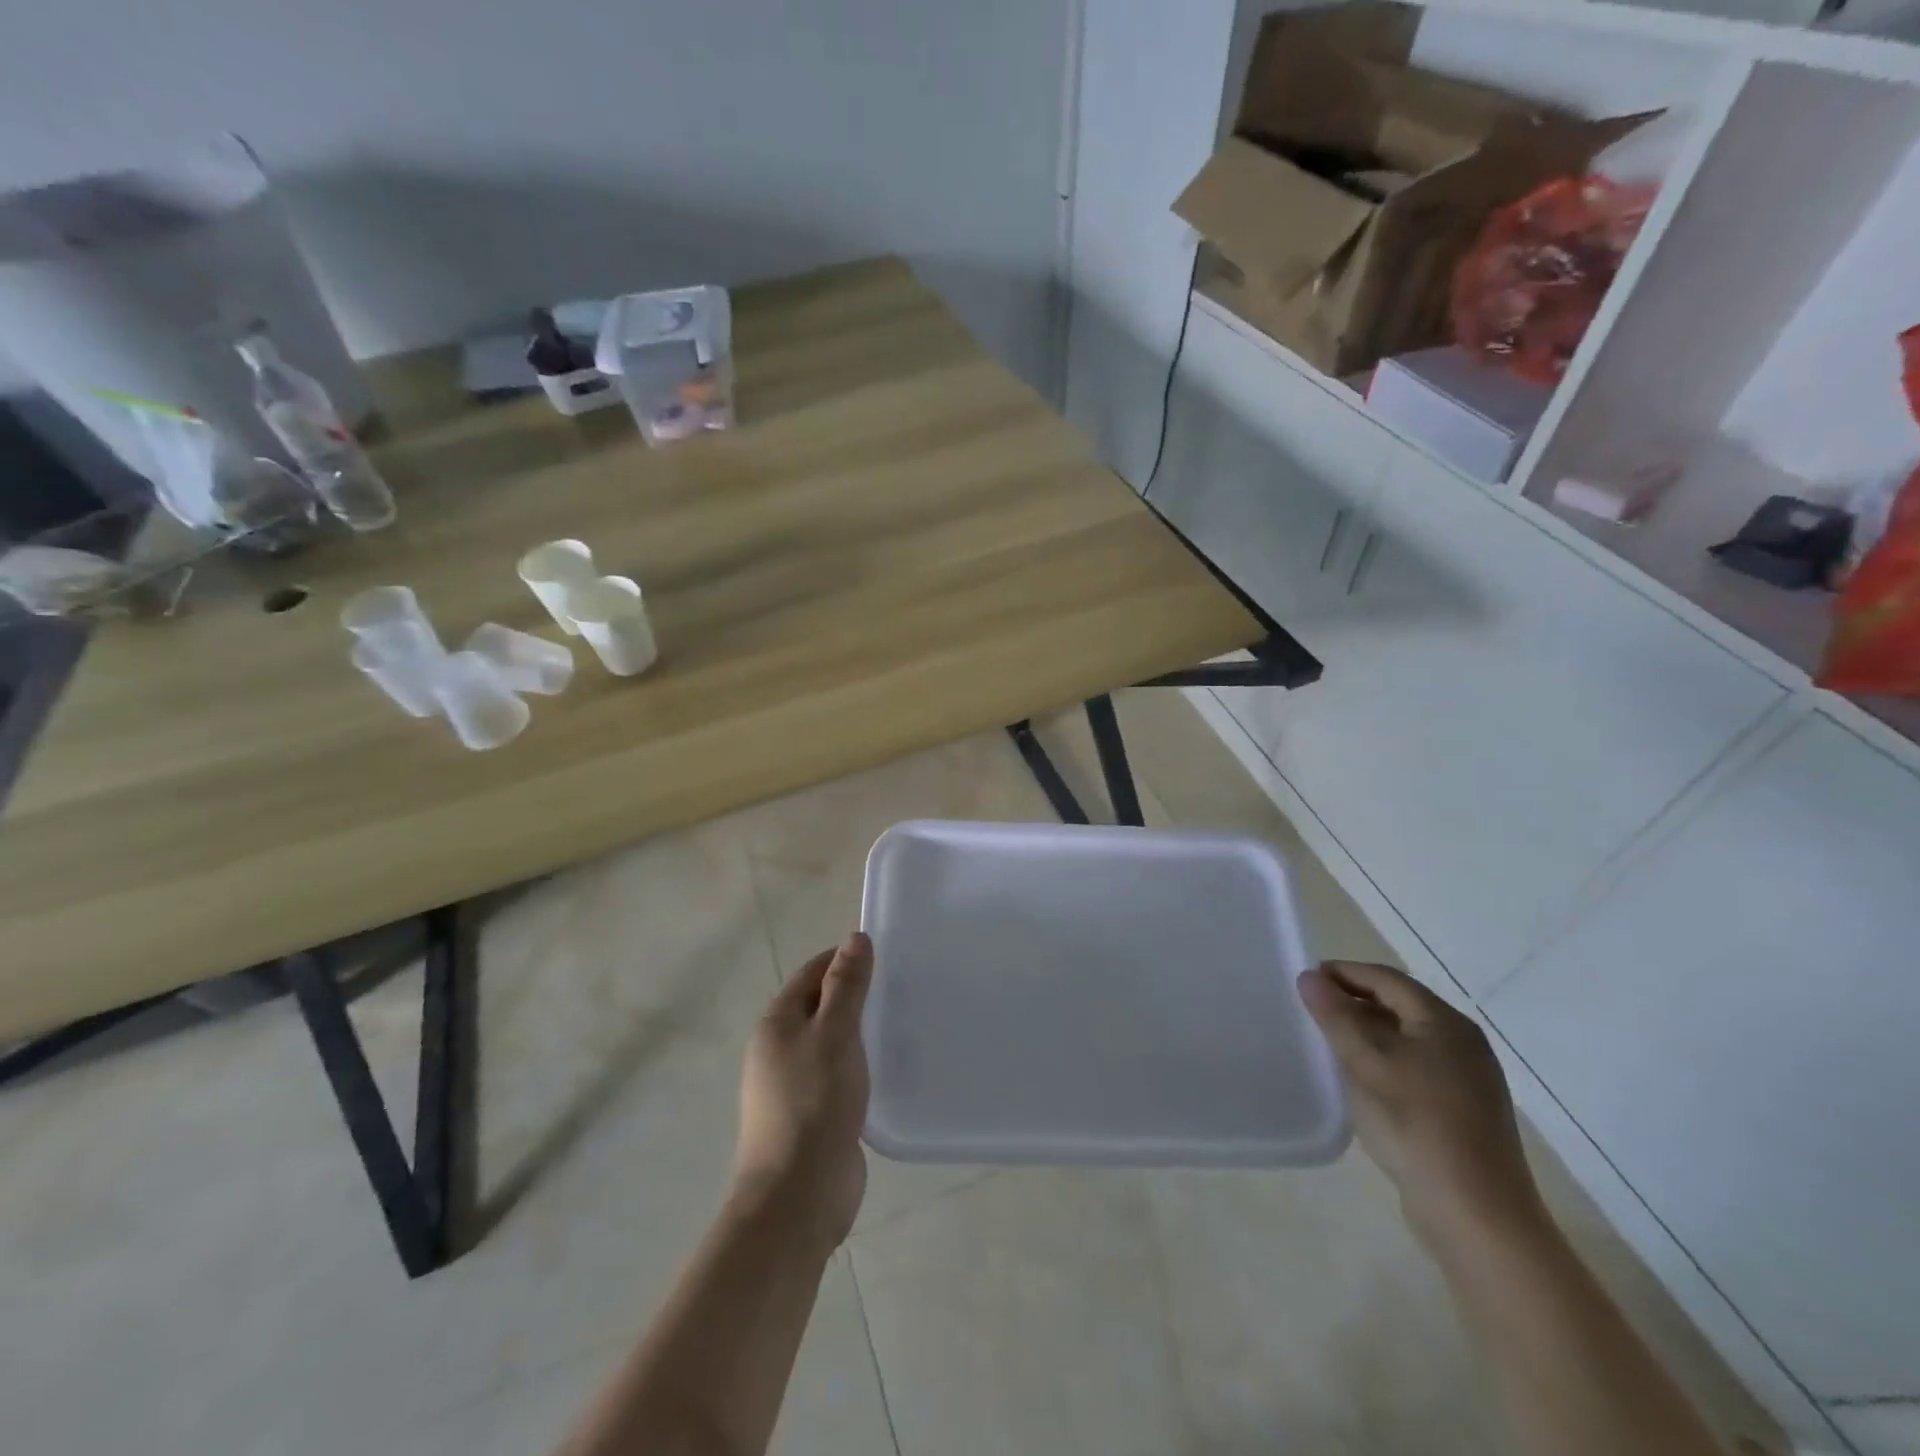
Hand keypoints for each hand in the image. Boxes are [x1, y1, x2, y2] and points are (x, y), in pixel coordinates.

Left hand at [733, 933, 874, 1251]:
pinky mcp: (813, 1115)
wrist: (797, 1196)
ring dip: (859, 1032)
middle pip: (819, 1006)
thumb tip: (855, 938)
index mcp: (776, 1024)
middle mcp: (779, 1050)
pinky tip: (887, 1068)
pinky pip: (838, 1075)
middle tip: (900, 987)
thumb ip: (846, 986)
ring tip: (901, 1023)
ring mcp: (794, 1085)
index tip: (883, 954)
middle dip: (855, 994)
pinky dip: (860, 1064)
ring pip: (831, 1043)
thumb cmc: (813, 1103)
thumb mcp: (834, 1034)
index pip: (811, 973)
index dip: (842, 958)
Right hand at [1300, 961, 1543, 1255]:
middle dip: (1354, 1001)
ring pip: (1407, 1038)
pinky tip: (1360, 1079)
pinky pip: (1415, 1066)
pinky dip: (1383, 1060)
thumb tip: (1310, 977)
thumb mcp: (1366, 1064)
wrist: (1477, 1215)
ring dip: (1367, 1031)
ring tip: (1328, 1041)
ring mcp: (1468, 1079)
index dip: (1344, 972)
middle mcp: (1463, 1043)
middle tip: (1312, 1008)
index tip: (1306, 979)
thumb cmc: (1416, 1125)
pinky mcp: (1464, 1111)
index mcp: (1445, 1023)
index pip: (1387, 979)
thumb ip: (1336, 1016)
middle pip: (1400, 1005)